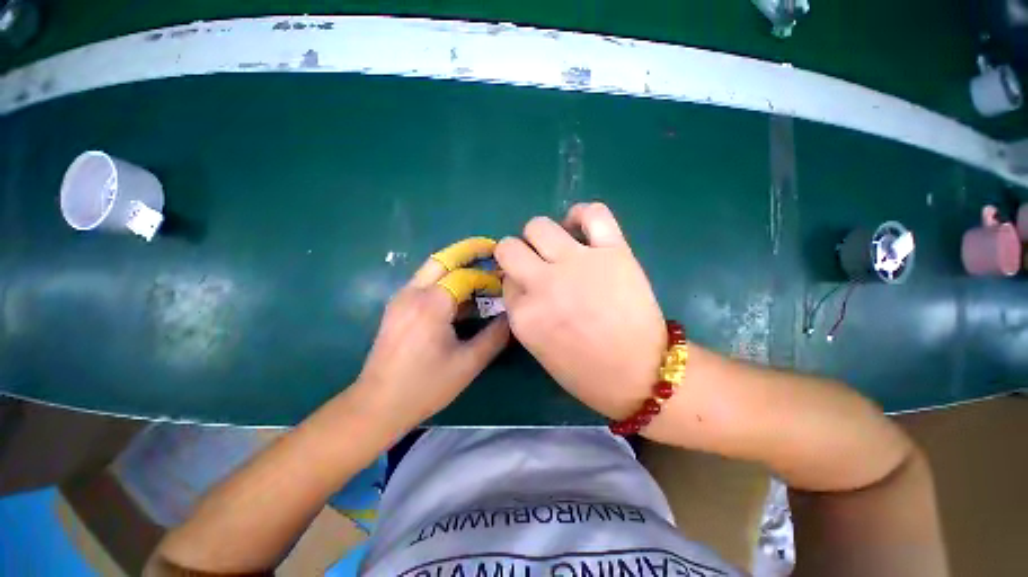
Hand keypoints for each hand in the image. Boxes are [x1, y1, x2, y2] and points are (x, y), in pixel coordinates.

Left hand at [355, 255, 509, 428]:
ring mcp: (401, 298)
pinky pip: (425, 283)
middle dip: (469, 251)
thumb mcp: (468, 364)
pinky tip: (461, 297)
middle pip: (444, 259)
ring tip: (482, 273)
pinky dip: (446, 281)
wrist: (377, 405)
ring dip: (458, 266)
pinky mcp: (398, 307)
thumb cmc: (425, 386)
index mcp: (431, 305)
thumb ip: (495, 336)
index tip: (506, 282)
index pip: (465, 276)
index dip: (488, 277)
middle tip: (492, 251)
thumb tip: (512, 315)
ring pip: (433, 269)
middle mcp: (413, 293)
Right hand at [495, 203, 665, 418]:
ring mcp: (577, 264)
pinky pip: (592, 213)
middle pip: (510, 248)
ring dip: (541, 236)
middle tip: (536, 264)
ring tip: (557, 247)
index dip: (516, 282)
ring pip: (539, 226)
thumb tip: (522, 283)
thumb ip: (524, 313)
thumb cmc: (586, 372)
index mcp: (524, 315)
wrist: (641, 374)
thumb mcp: (537, 348)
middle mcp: (543, 284)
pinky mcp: (612, 252)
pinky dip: (582, 215)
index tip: (529, 288)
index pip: (505, 280)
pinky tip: (580, 226)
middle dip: (517, 254)